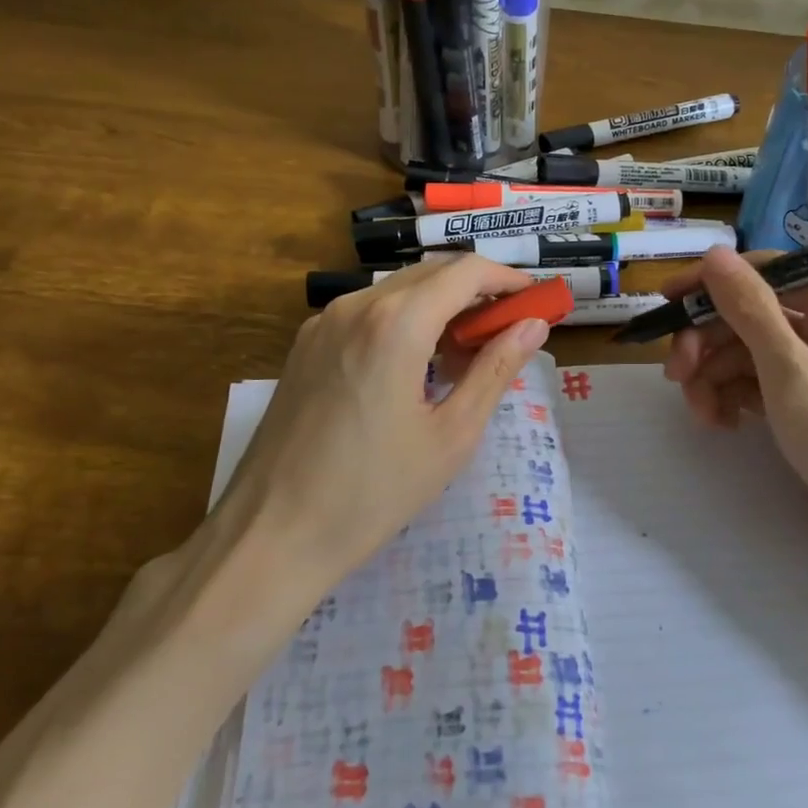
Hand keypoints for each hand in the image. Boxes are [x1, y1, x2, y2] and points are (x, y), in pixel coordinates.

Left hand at [218, 255, 550, 587]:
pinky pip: (366, 314)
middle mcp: (355, 306)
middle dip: (476, 292)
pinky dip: (403, 322)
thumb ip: (495, 370)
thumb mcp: (451, 435)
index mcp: (396, 323)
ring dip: (439, 307)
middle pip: (430, 275)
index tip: (536, 301)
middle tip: (508, 331)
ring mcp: (322, 323)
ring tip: (467, 355)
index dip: (507, 279)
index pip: (465, 272)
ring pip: (397, 292)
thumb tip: (534, 326)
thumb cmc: (373, 492)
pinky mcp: (305, 346)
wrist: (271, 535)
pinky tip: (416, 366)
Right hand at [662, 247, 807, 552]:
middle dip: (709, 343)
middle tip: (674, 377)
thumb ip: (751, 311)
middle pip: (754, 316)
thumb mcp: (793, 376)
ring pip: (753, 354)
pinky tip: (723, 424)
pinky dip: (737, 398)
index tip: (664, 304)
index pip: (765, 274)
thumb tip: (715, 253)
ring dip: (717, 377)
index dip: (711, 285)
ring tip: (701, 415)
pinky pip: (765, 385)